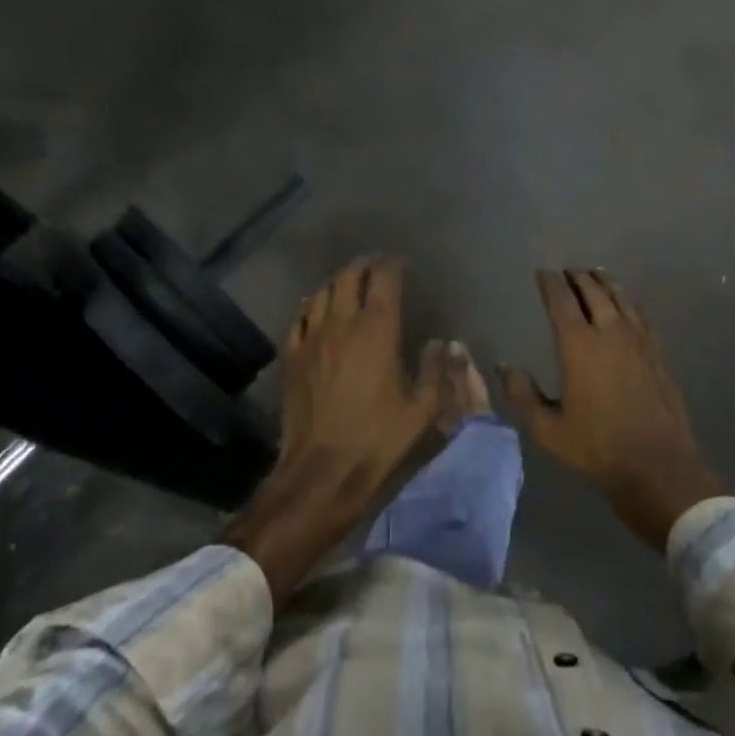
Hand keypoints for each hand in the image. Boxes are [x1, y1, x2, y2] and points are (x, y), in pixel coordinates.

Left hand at [222, 256, 442, 601]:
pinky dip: (312, 304)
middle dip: (365, 265)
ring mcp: (313, 338)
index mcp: (377, 330)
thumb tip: (441, 343)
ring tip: (350, 281)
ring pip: (322, 292)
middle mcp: (342, 323)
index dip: (393, 265)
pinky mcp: (293, 357)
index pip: (384, 279)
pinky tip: (315, 306)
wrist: (321, 470)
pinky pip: (300, 317)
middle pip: (350, 277)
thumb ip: (434, 369)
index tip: (403, 264)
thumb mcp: (422, 409)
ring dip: (339, 280)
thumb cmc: (377, 439)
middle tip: (377, 265)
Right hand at [501, 269, 722, 551]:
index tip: (543, 273)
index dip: (550, 284)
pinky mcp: (658, 351)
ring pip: (620, 298)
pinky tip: (627, 305)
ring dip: (605, 283)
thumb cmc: (596, 447)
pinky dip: (628, 301)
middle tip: (568, 272)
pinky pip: (641, 314)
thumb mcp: (548, 429)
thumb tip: (504, 368)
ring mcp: (638, 339)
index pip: (561, 301)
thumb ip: (523, 395)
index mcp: (578, 345)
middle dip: (578, 277)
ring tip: (595, 276)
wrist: (657, 464)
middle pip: (593, 291)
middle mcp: (609, 332)